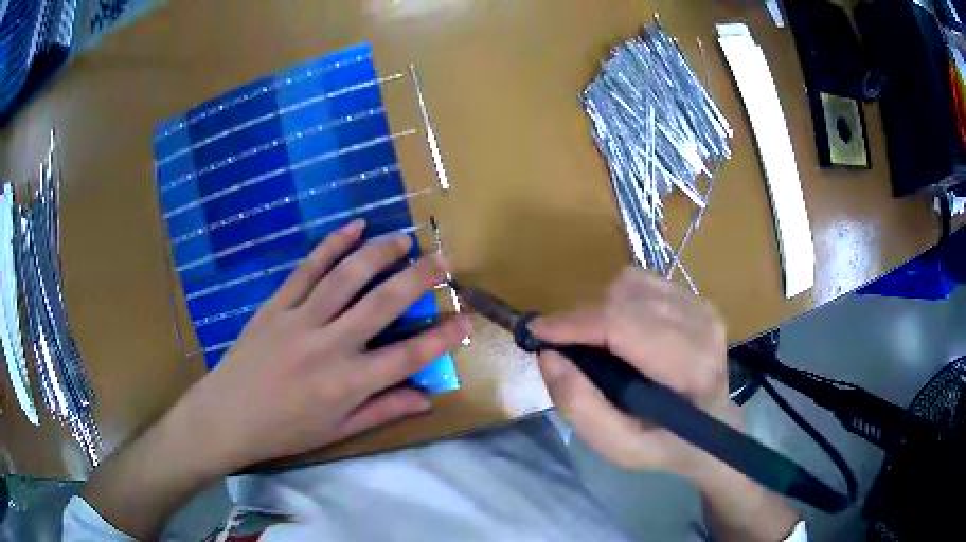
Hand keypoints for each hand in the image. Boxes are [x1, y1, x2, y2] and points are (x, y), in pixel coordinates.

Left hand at [176, 219, 471, 471]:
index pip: (408, 357)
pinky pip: (308, 269)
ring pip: (346, 277)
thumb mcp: (337, 431)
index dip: (442, 337)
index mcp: (347, 384)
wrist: (226, 416)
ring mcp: (300, 320)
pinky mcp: (276, 305)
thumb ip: (383, 411)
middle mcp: (329, 346)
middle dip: (419, 279)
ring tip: (403, 239)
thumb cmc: (284, 431)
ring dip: (379, 253)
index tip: (466, 319)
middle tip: (443, 260)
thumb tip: (426, 398)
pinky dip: (332, 245)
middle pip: (383, 304)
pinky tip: (353, 227)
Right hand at [531, 266, 733, 477]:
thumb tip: (548, 356)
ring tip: (596, 342)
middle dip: (583, 318)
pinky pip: (644, 281)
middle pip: (625, 299)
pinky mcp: (698, 299)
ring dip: (601, 308)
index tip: (537, 331)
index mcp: (689, 370)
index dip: (576, 323)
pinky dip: (620, 300)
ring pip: (632, 283)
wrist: (713, 433)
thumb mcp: (619, 447)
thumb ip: (581, 407)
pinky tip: (623, 330)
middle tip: (563, 345)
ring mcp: (703, 308)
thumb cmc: (664, 445)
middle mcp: (702, 328)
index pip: (625, 326)